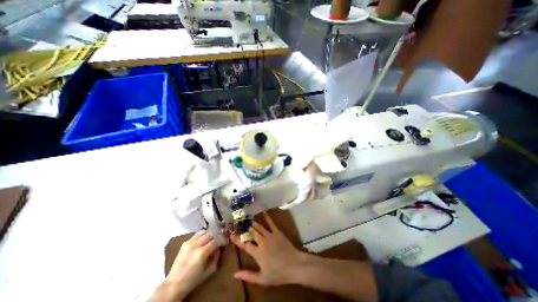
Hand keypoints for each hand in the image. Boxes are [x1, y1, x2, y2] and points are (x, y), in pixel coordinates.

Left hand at [166, 232, 220, 298]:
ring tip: (214, 236)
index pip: (216, 240)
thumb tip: (220, 246)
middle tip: (222, 235)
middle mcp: (196, 245)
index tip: (226, 238)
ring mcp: (189, 243)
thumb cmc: (194, 279)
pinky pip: (197, 235)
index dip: (223, 238)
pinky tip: (204, 238)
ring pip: (204, 232)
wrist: (174, 284)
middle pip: (211, 233)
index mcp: (202, 253)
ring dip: (210, 233)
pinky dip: (203, 235)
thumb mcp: (210, 270)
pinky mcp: (185, 243)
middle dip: (217, 234)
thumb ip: (217, 256)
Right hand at [229, 212, 301, 284]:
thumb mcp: (262, 279)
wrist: (294, 265)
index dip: (237, 239)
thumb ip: (248, 275)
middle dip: (244, 228)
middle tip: (238, 222)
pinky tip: (263, 212)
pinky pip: (271, 223)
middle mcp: (262, 241)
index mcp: (257, 252)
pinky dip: (266, 217)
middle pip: (251, 232)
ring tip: (247, 218)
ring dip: (252, 222)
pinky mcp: (277, 231)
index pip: (244, 244)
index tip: (230, 234)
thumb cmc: (278, 273)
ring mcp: (270, 235)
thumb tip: (234, 274)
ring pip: (259, 227)